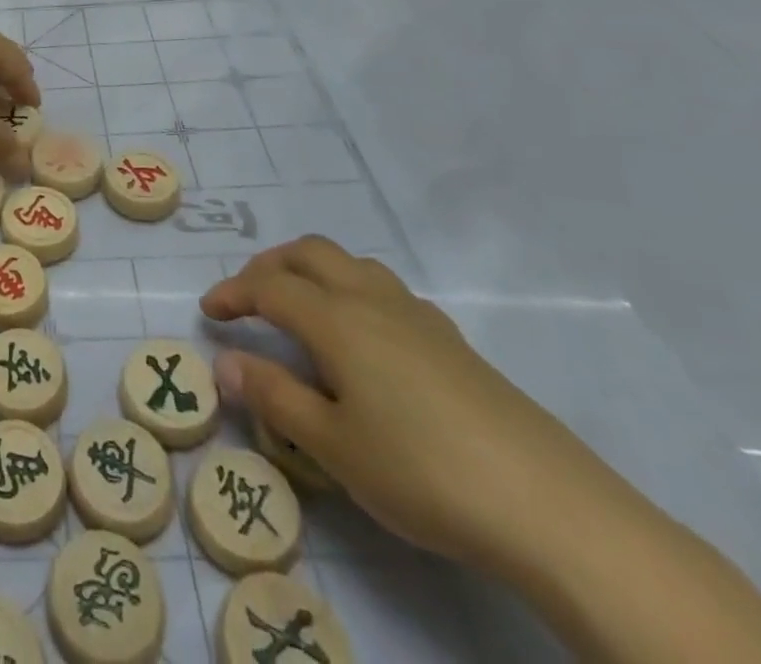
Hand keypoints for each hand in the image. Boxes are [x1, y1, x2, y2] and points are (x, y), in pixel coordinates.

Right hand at [202, 236, 620, 576]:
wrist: (551, 508)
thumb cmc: (422, 472)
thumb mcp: (332, 446)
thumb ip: (273, 397)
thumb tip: (224, 362)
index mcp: (336, 320)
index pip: (268, 287)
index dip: (233, 293)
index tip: (209, 312)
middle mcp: (372, 301)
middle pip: (310, 253)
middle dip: (269, 265)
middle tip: (248, 297)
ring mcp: (418, 317)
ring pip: (351, 264)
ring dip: (312, 271)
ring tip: (300, 306)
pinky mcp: (453, 342)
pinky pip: (386, 290)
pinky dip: (353, 291)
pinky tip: (364, 339)